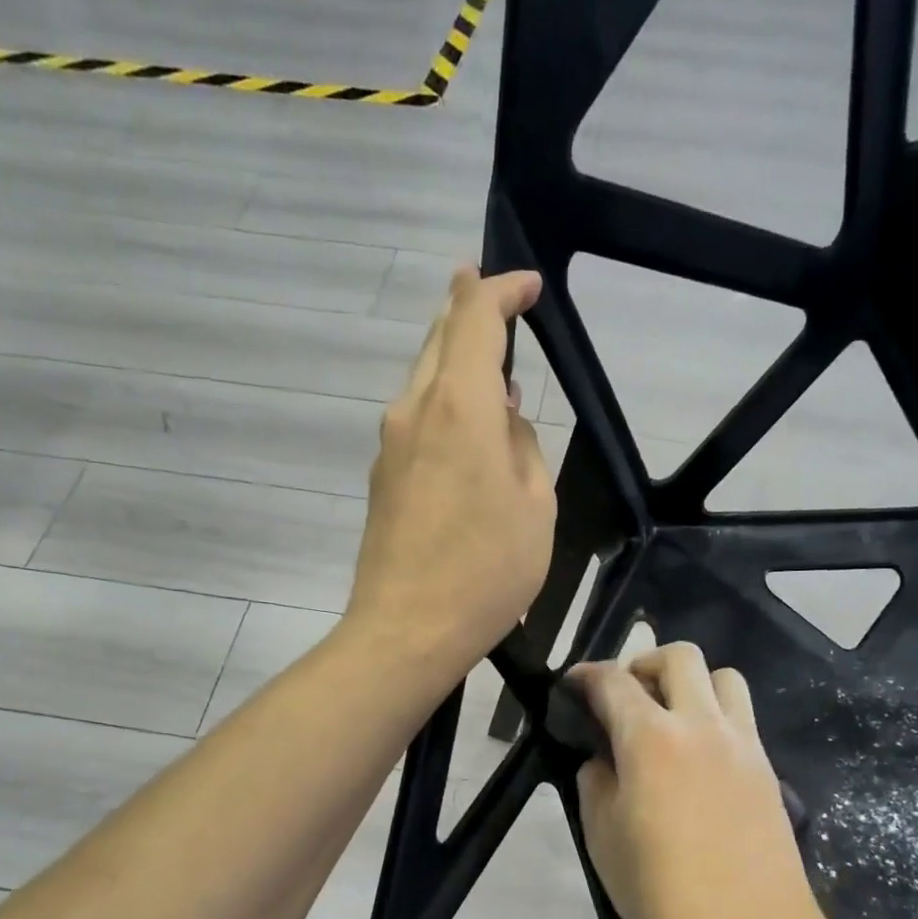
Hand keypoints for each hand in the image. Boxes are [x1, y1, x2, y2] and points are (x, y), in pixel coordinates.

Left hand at [345, 266, 553, 681]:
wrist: (407, 631)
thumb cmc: (485, 572)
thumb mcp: (535, 508)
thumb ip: (523, 449)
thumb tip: (502, 424)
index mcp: (458, 406)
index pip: (475, 318)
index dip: (502, 291)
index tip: (528, 287)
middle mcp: (414, 411)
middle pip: (438, 338)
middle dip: (467, 309)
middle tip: (492, 293)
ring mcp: (390, 445)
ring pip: (423, 378)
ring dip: (454, 360)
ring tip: (490, 367)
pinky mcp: (382, 478)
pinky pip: (416, 420)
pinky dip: (443, 403)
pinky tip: (466, 429)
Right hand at [573, 643, 821, 918]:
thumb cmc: (662, 892)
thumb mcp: (602, 839)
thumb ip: (596, 783)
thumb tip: (603, 760)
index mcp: (651, 739)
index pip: (614, 682)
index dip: (587, 674)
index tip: (573, 683)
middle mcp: (701, 725)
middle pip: (679, 657)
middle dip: (644, 663)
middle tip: (626, 697)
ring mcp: (742, 744)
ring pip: (723, 677)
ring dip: (691, 683)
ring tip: (671, 718)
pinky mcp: (767, 768)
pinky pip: (742, 717)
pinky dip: (716, 716)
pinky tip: (699, 757)